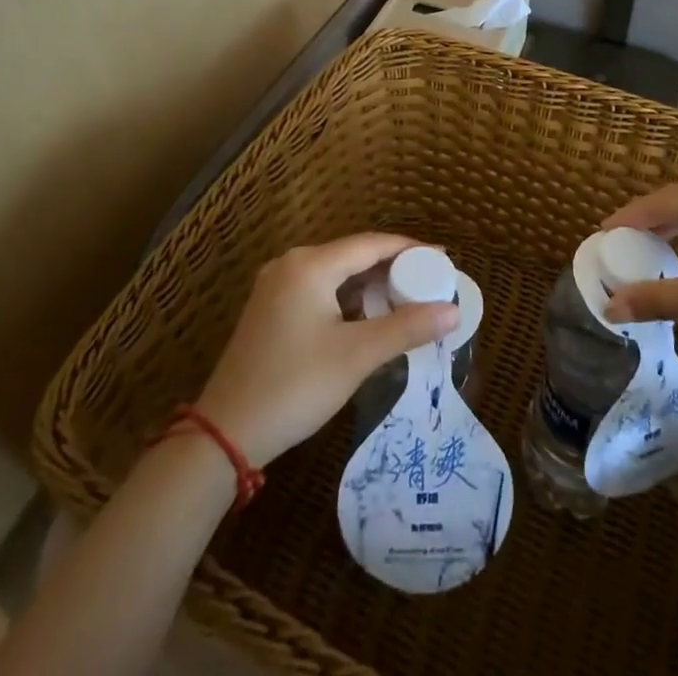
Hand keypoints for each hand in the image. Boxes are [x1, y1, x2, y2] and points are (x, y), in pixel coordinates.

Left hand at [194, 233, 458, 467]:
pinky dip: (348, 298)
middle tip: (429, 282)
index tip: (443, 259)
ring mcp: (276, 285)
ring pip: (336, 273)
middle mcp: (291, 264)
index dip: (411, 249)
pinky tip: (367, 316)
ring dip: (370, 284)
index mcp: (310, 265)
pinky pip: (320, 289)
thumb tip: (453, 311)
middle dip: (393, 267)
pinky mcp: (270, 308)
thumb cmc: (294, 387)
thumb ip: (407, 328)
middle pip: (353, 254)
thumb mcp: (356, 356)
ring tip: (406, 299)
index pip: (372, 243)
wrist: (224, 435)